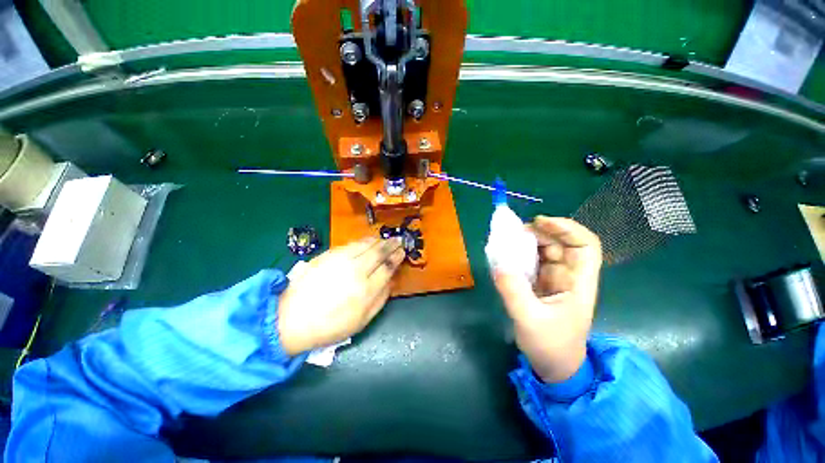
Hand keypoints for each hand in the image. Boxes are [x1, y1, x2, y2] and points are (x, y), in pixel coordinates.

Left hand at [277, 237, 404, 355]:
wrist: (291, 319)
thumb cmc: (330, 326)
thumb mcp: (362, 321)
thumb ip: (381, 299)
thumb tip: (391, 281)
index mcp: (366, 291)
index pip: (387, 267)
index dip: (397, 257)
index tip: (402, 251)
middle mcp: (356, 271)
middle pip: (378, 252)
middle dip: (391, 244)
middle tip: (398, 240)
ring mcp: (340, 261)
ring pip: (365, 244)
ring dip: (378, 240)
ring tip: (384, 239)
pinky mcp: (327, 255)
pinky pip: (350, 244)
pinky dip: (362, 241)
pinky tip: (367, 241)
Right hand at [493, 216, 601, 382]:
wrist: (552, 366)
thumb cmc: (551, 346)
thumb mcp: (530, 320)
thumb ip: (514, 292)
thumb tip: (499, 264)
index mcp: (578, 283)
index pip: (585, 245)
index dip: (567, 228)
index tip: (540, 222)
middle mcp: (568, 276)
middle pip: (560, 243)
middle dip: (540, 232)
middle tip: (514, 232)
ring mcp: (553, 279)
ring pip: (543, 251)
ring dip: (526, 243)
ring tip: (506, 242)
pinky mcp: (539, 284)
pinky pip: (530, 262)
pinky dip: (518, 255)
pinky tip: (504, 256)